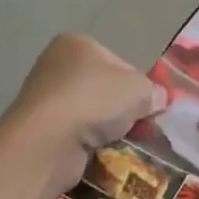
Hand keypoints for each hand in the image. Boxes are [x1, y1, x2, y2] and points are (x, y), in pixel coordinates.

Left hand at [11, 35, 167, 190]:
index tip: (148, 105)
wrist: (48, 142)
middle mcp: (56, 66)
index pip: (119, 63)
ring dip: (108, 130)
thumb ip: (153, 91)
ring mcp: (45, 100)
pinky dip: (91, 145)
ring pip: (92, 115)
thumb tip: (158, 99)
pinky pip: (77, 136)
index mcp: (76, 44)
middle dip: (123, 109)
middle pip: (105, 89)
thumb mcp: (139, 89)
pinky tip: (104, 154)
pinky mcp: (40, 131)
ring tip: (125, 143)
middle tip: (141, 126)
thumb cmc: (94, 99)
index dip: (137, 84)